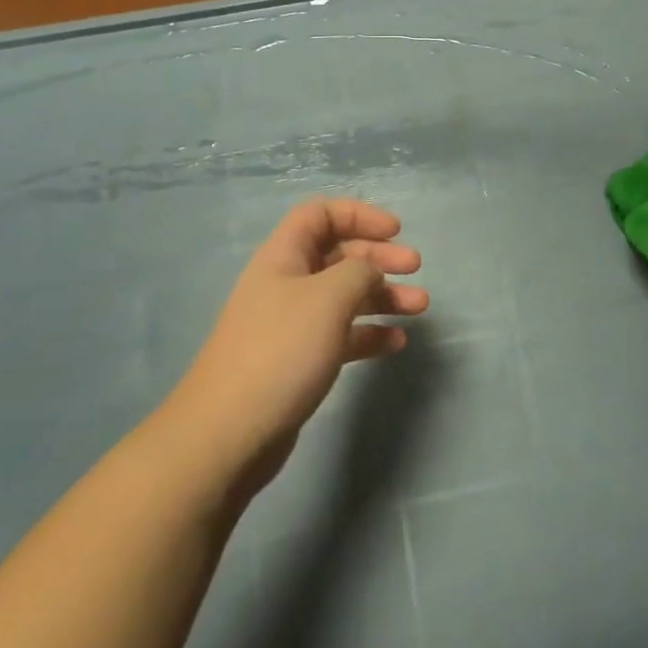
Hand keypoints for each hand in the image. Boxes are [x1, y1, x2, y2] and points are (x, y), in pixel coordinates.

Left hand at [173, 198, 427, 497]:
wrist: (228, 433)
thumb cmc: (281, 350)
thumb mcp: (329, 297)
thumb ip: (359, 272)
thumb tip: (370, 271)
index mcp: (284, 256)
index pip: (320, 214)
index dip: (359, 214)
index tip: (395, 231)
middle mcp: (286, 283)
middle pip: (338, 254)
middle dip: (379, 256)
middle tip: (415, 268)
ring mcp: (291, 324)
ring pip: (344, 296)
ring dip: (383, 296)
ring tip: (419, 307)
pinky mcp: (298, 360)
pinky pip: (341, 334)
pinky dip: (370, 333)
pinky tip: (396, 343)